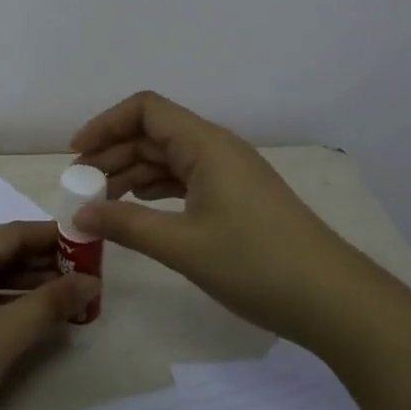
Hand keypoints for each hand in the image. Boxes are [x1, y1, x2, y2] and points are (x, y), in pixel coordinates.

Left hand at [0, 221, 97, 409]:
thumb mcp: (5, 335)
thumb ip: (50, 304)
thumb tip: (91, 281)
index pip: (13, 233)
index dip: (54, 237)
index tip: (90, 245)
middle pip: (3, 253)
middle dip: (46, 264)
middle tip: (88, 277)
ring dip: (30, 286)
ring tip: (72, 299)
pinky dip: (9, 303)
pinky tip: (37, 318)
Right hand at [69, 90, 345, 340]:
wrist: (333, 300)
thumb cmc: (256, 264)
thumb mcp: (182, 245)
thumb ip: (126, 226)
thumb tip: (80, 216)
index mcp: (205, 144)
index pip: (145, 110)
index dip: (106, 124)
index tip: (77, 154)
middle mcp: (216, 148)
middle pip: (153, 134)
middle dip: (113, 154)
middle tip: (81, 187)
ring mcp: (229, 172)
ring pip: (168, 158)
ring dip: (132, 174)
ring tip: (101, 203)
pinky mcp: (237, 196)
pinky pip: (185, 179)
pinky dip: (156, 190)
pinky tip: (138, 211)